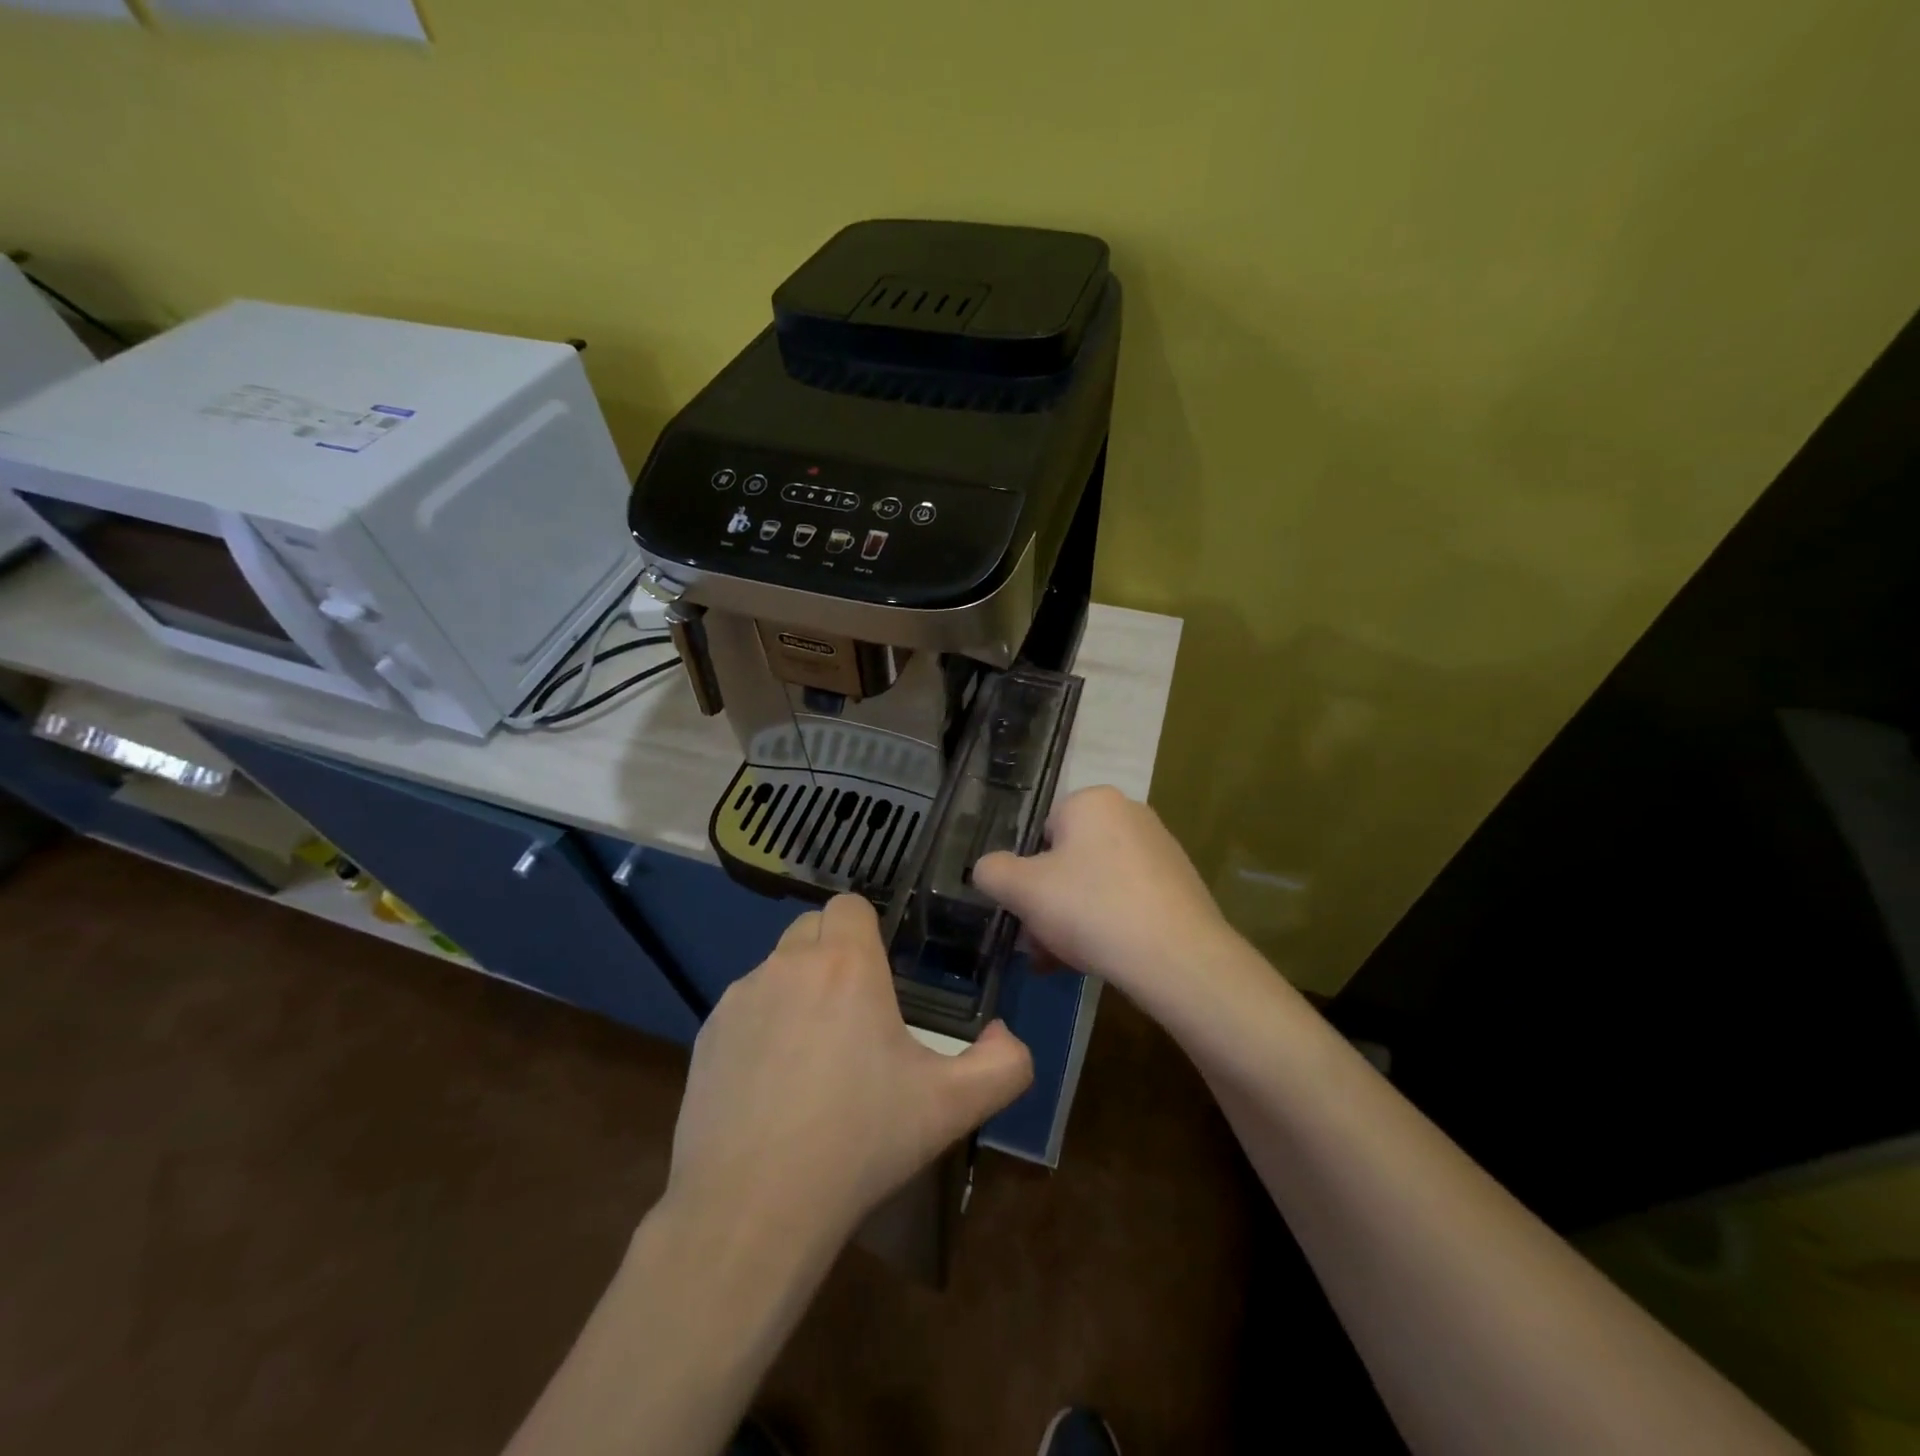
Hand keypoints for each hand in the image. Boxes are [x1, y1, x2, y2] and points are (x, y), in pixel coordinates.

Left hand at [665, 894, 1033, 1248]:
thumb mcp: (952, 1107)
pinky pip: (744, 1007)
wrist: (752, 1210)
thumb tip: (1004, 1035)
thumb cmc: (860, 1144)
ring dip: (798, 989)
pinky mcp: (707, 1034)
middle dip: (835, 953)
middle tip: (856, 1013)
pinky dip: (762, 1025)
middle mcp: (788, 965)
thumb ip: (1003, 1064)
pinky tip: (771, 1085)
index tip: (882, 973)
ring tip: (814, 1056)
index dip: (869, 929)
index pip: (851, 904)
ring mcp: (740, 998)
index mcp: (845, 965)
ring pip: (777, 967)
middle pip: (813, 928)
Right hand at [973, 786, 1235, 1009]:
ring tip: (1064, 962)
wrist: (1178, 957)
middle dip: (1048, 904)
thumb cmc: (1092, 909)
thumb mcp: (1022, 890)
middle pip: (1068, 861)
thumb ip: (992, 871)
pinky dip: (1108, 924)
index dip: (1027, 874)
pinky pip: (1126, 899)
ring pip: (1095, 884)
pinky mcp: (1179, 884)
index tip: (1025, 912)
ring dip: (1072, 920)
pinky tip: (1100, 960)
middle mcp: (1130, 814)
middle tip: (1040, 945)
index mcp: (1093, 801)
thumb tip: (988, 869)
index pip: (1042, 832)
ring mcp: (1160, 849)